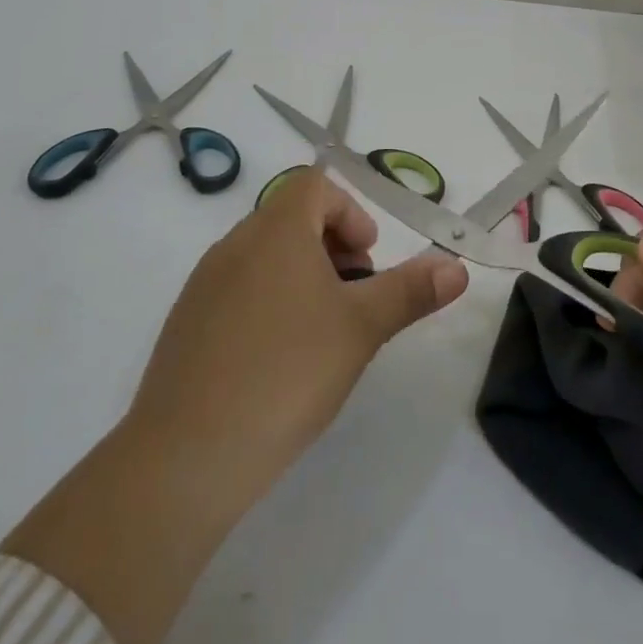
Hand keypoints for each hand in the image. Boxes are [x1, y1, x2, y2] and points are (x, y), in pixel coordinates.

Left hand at [2, 171, 466, 643]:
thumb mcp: (362, 328)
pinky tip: (278, 362)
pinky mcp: (184, 325)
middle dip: (332, 247)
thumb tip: (457, 267)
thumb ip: (411, 290)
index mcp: (275, 230)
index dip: (349, 213)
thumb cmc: (286, 373)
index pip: (314, 185)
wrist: (185, 458)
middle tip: (354, 299)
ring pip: (264, 256)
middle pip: (291, 218)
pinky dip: (267, 304)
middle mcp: (234, 244)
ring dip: (301, 277)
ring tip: (322, 334)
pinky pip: (236, 291)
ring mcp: (203, 285)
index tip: (367, 261)